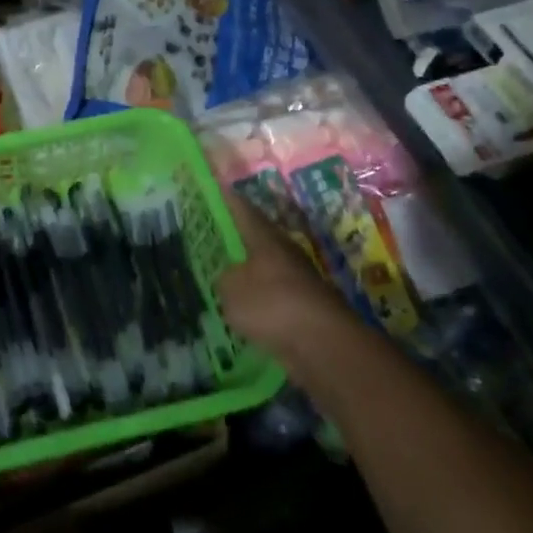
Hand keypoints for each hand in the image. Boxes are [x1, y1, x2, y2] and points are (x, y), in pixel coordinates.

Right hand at [214, 189, 354, 364]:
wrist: (324, 346)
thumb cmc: (272, 305)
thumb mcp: (230, 289)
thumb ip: (223, 278)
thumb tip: (227, 278)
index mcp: (264, 236)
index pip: (241, 208)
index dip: (224, 197)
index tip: (211, 186)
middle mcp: (283, 251)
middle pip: (255, 236)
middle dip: (235, 234)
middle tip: (209, 233)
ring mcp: (297, 279)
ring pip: (264, 267)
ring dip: (247, 269)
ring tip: (221, 274)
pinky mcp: (304, 308)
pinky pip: (272, 296)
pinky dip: (258, 299)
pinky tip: (241, 308)